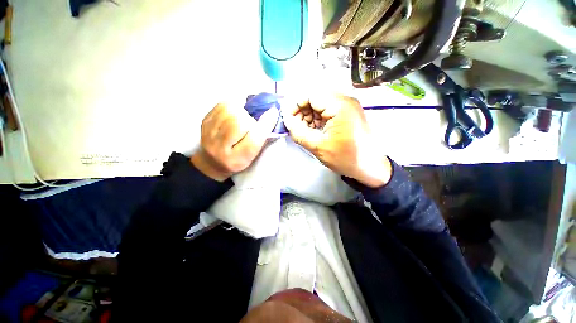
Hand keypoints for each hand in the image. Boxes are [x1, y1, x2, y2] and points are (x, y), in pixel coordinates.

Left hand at [191, 102, 278, 180]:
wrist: (212, 162)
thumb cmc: (238, 159)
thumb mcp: (252, 155)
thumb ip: (261, 138)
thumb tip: (271, 113)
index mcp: (237, 159)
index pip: (253, 141)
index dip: (265, 125)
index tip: (273, 112)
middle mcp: (220, 148)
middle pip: (239, 123)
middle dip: (250, 120)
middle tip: (251, 125)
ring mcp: (210, 133)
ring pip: (230, 111)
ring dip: (241, 111)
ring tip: (242, 118)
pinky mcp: (205, 122)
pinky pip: (221, 105)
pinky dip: (232, 105)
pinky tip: (234, 113)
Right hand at [282, 95, 391, 187]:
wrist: (370, 167)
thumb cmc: (345, 158)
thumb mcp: (318, 147)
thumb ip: (299, 132)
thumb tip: (286, 120)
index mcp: (339, 106)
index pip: (311, 95)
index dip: (295, 105)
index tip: (287, 118)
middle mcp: (345, 100)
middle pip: (316, 98)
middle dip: (302, 112)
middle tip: (295, 127)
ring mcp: (348, 106)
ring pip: (321, 105)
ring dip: (309, 116)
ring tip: (305, 131)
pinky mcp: (348, 113)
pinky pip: (328, 111)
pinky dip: (318, 119)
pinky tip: (314, 130)